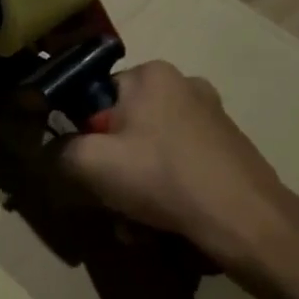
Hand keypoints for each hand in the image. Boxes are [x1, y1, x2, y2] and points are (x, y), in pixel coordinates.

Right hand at [58, 61, 298, 274]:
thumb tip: (54, 152)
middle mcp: (184, 85)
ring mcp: (212, 116)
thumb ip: (59, 151)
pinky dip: (166, 190)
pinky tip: (165, 222)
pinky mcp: (229, 147)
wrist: (244, 219)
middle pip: (124, 128)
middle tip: (111, 202)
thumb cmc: (161, 178)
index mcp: (151, 75)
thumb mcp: (90, 164)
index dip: (84, 135)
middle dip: (112, 169)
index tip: (88, 168)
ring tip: (138, 224)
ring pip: (151, 151)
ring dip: (136, 186)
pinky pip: (180, 164)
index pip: (95, 97)